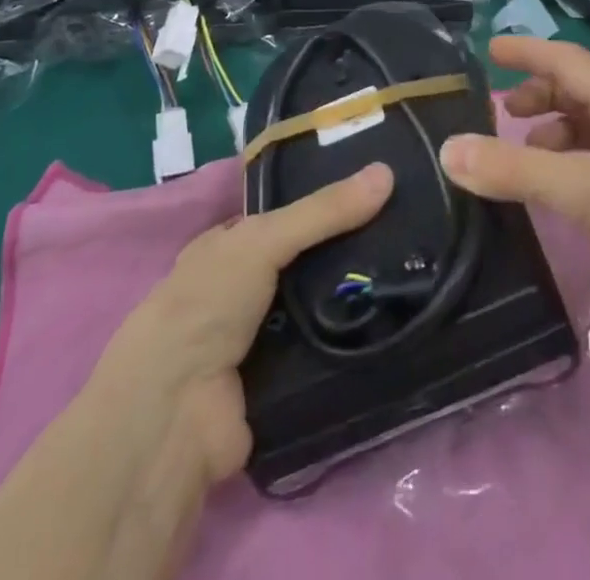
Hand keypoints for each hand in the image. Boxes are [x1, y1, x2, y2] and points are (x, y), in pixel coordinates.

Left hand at [95, 164, 394, 485]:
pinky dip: (352, 344)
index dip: (327, 202)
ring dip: (355, 298)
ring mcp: (261, 340)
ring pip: (320, 307)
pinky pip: (326, 354)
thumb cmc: (205, 307)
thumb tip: (387, 172)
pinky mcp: (281, 385)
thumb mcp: (263, 240)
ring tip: (414, 271)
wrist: (174, 418)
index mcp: (227, 249)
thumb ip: (323, 211)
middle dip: (348, 251)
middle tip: (407, 230)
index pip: (286, 216)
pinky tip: (396, 323)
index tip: (379, 189)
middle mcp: (242, 291)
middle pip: (307, 262)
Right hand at [440, 37, 589, 364]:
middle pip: (579, 94)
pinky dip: (568, 172)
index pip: (567, 60)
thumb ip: (515, 170)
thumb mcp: (584, 188)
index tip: (490, 49)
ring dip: (552, 137)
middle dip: (539, 97)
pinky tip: (554, 197)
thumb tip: (448, 149)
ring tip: (521, 159)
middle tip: (502, 114)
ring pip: (589, 134)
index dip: (528, 51)